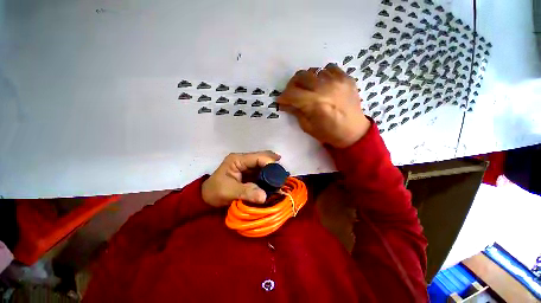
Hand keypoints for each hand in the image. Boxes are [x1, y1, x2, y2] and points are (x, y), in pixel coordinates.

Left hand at [202, 151, 280, 207]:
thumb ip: (246, 192)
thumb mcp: (228, 192)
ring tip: (281, 179)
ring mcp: (247, 166)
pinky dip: (269, 177)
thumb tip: (264, 196)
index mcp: (237, 159)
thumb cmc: (215, 192)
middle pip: (262, 159)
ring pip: (263, 165)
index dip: (269, 163)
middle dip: (273, 166)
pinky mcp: (249, 174)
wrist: (207, 198)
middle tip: (283, 174)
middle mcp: (244, 160)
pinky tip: (275, 182)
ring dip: (272, 172)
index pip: (257, 157)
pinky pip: (262, 173)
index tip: (279, 173)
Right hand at [278, 63, 370, 147]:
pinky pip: (329, 68)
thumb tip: (284, 104)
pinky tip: (323, 84)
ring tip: (308, 89)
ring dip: (307, 80)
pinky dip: (322, 75)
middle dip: (292, 85)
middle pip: (301, 76)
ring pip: (314, 71)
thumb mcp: (307, 127)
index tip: (281, 100)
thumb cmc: (328, 133)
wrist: (353, 132)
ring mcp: (338, 81)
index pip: (292, 93)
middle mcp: (325, 88)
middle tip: (292, 93)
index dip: (283, 97)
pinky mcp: (347, 78)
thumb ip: (296, 112)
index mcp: (315, 103)